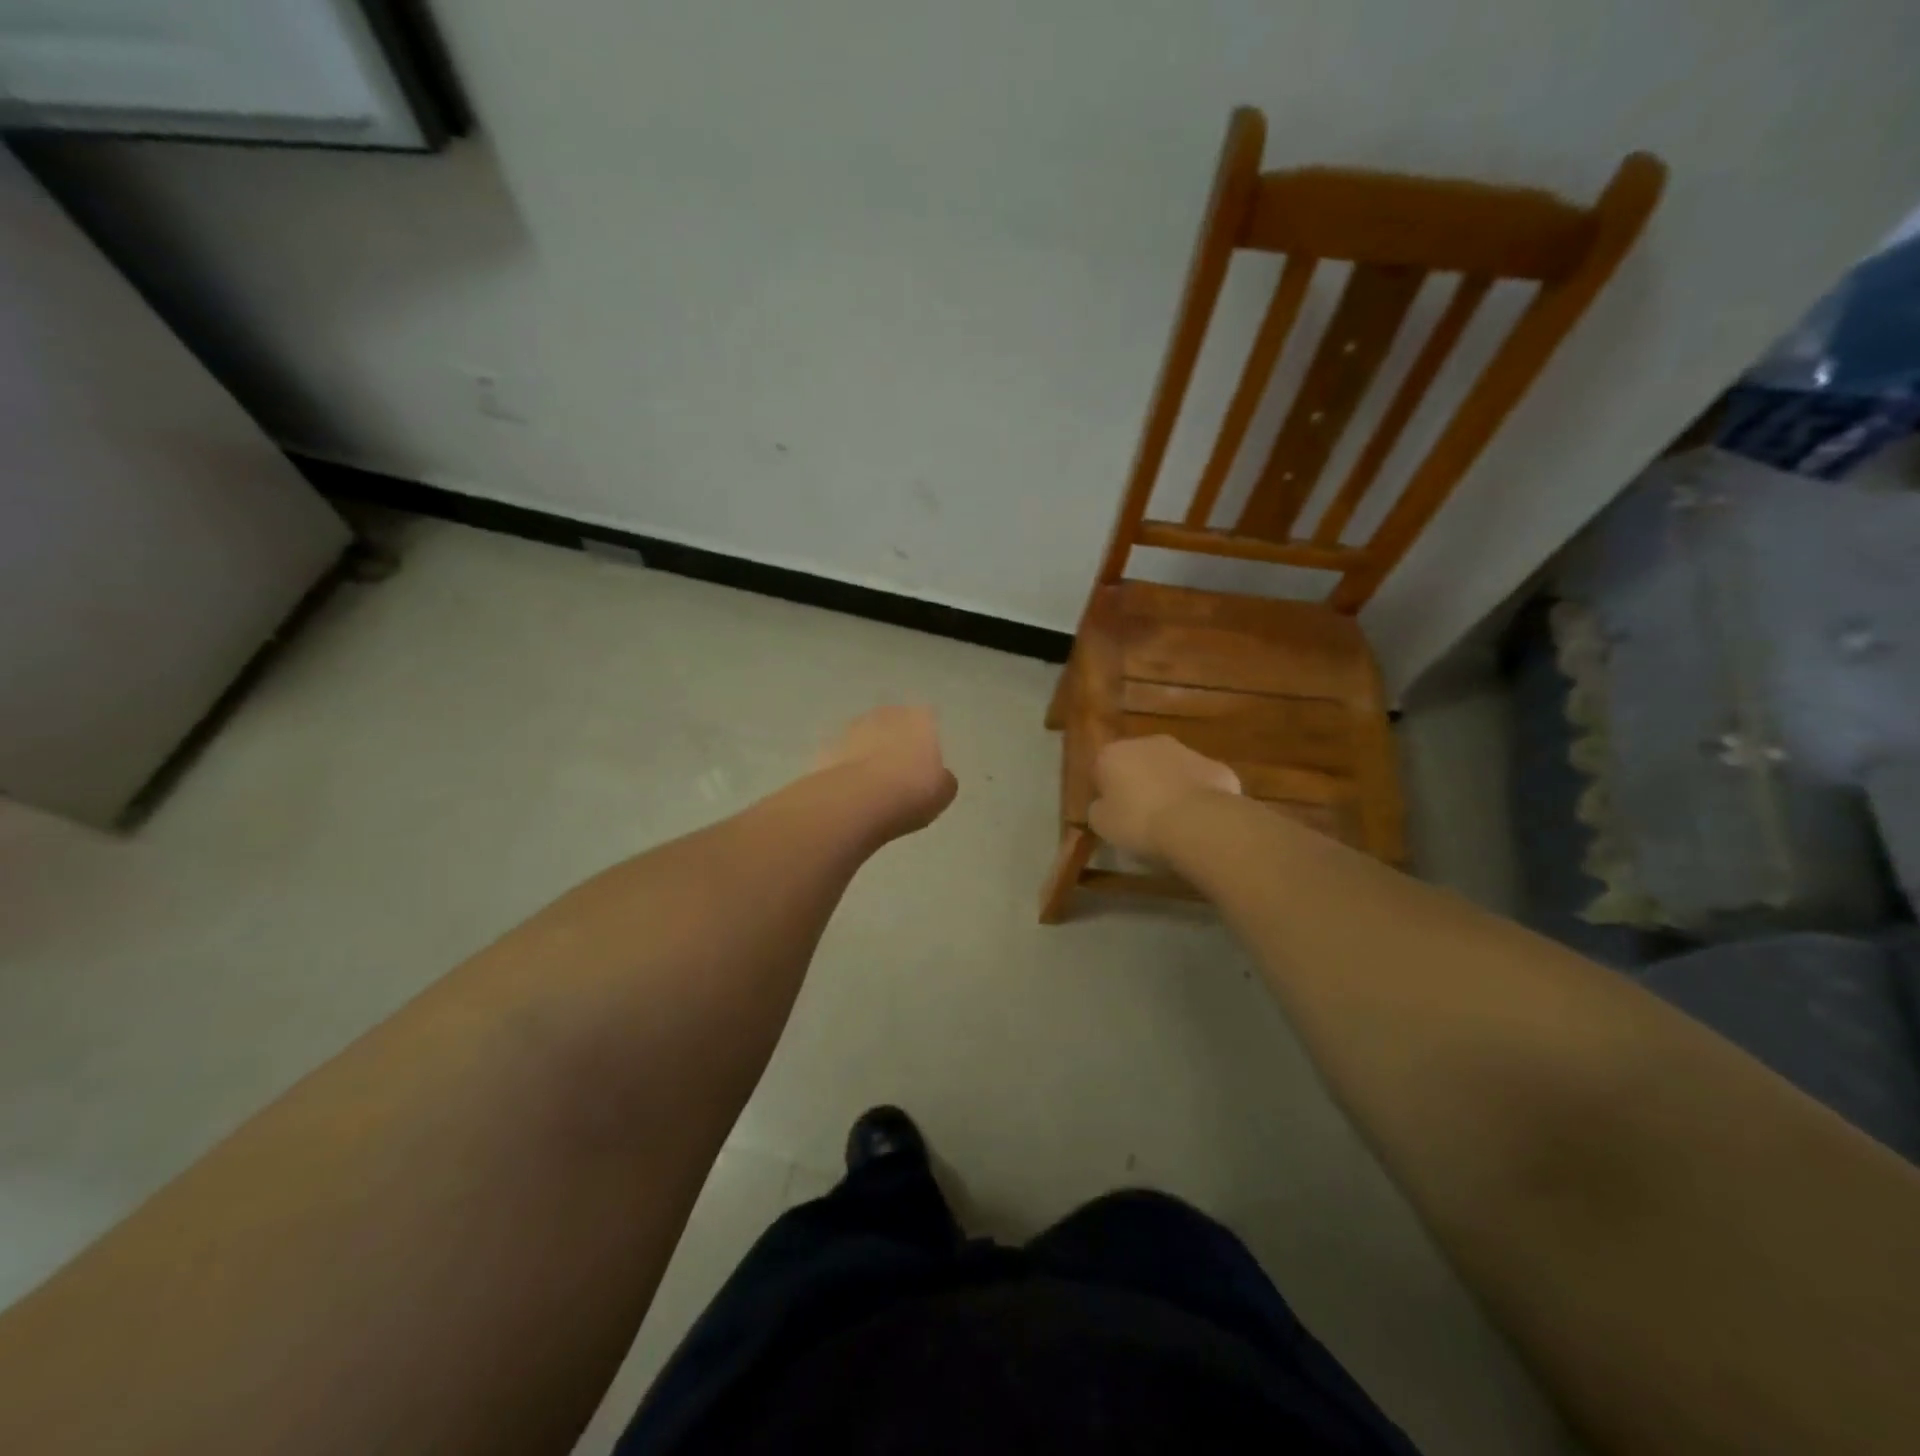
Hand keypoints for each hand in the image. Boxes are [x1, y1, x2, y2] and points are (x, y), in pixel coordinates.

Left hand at [816, 705, 957, 839]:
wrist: (857, 802)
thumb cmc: (911, 792)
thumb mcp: (943, 792)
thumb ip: (941, 778)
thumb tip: (936, 777)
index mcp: (919, 719)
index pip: (927, 716)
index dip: (926, 735)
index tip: (925, 757)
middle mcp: (885, 715)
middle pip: (892, 722)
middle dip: (894, 738)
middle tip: (898, 769)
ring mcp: (851, 729)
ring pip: (864, 736)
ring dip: (867, 751)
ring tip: (872, 783)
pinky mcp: (826, 748)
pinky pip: (841, 756)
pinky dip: (845, 767)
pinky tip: (850, 790)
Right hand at [1089, 736, 1240, 861]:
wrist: (1196, 822)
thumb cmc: (1138, 821)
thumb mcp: (1102, 824)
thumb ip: (1098, 808)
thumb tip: (1104, 804)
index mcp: (1112, 753)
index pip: (1100, 768)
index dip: (1105, 791)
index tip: (1111, 812)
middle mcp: (1147, 742)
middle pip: (1136, 762)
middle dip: (1137, 782)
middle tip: (1140, 814)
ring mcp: (1185, 750)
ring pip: (1170, 768)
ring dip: (1168, 785)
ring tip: (1171, 819)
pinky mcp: (1215, 765)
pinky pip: (1198, 781)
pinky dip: (1196, 794)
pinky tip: (1198, 819)